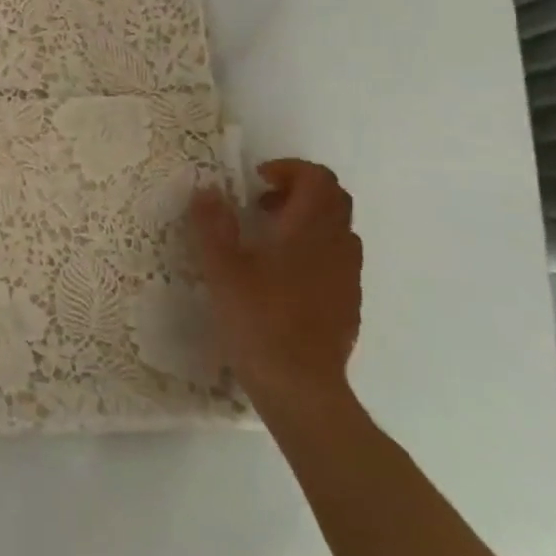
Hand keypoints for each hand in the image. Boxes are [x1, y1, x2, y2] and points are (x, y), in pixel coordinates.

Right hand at [190, 159, 362, 421]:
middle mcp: (337, 246)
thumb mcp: (222, 270)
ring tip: (268, 239)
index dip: (289, 169)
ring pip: (337, 230)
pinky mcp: (348, 303)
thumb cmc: (258, 320)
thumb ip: (212, 225)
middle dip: (298, 191)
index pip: (317, 178)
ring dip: (307, 220)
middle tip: (260, 205)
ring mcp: (347, 277)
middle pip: (333, 199)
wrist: (300, 385)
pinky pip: (337, 259)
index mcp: (309, 231)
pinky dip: (313, 250)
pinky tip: (282, 276)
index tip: (256, 182)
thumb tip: (207, 190)